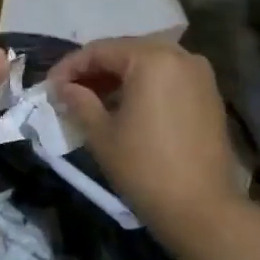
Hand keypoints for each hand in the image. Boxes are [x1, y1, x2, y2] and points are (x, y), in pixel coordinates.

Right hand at [48, 37, 242, 233]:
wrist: (201, 208)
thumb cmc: (144, 167)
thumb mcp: (102, 134)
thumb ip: (79, 102)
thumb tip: (63, 88)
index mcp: (152, 59)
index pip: (100, 50)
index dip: (70, 66)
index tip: (49, 86)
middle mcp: (181, 56)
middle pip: (126, 52)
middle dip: (95, 70)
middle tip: (68, 91)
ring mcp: (200, 75)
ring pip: (148, 65)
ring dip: (118, 78)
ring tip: (91, 100)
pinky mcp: (209, 95)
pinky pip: (168, 79)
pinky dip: (143, 87)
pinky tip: (124, 107)